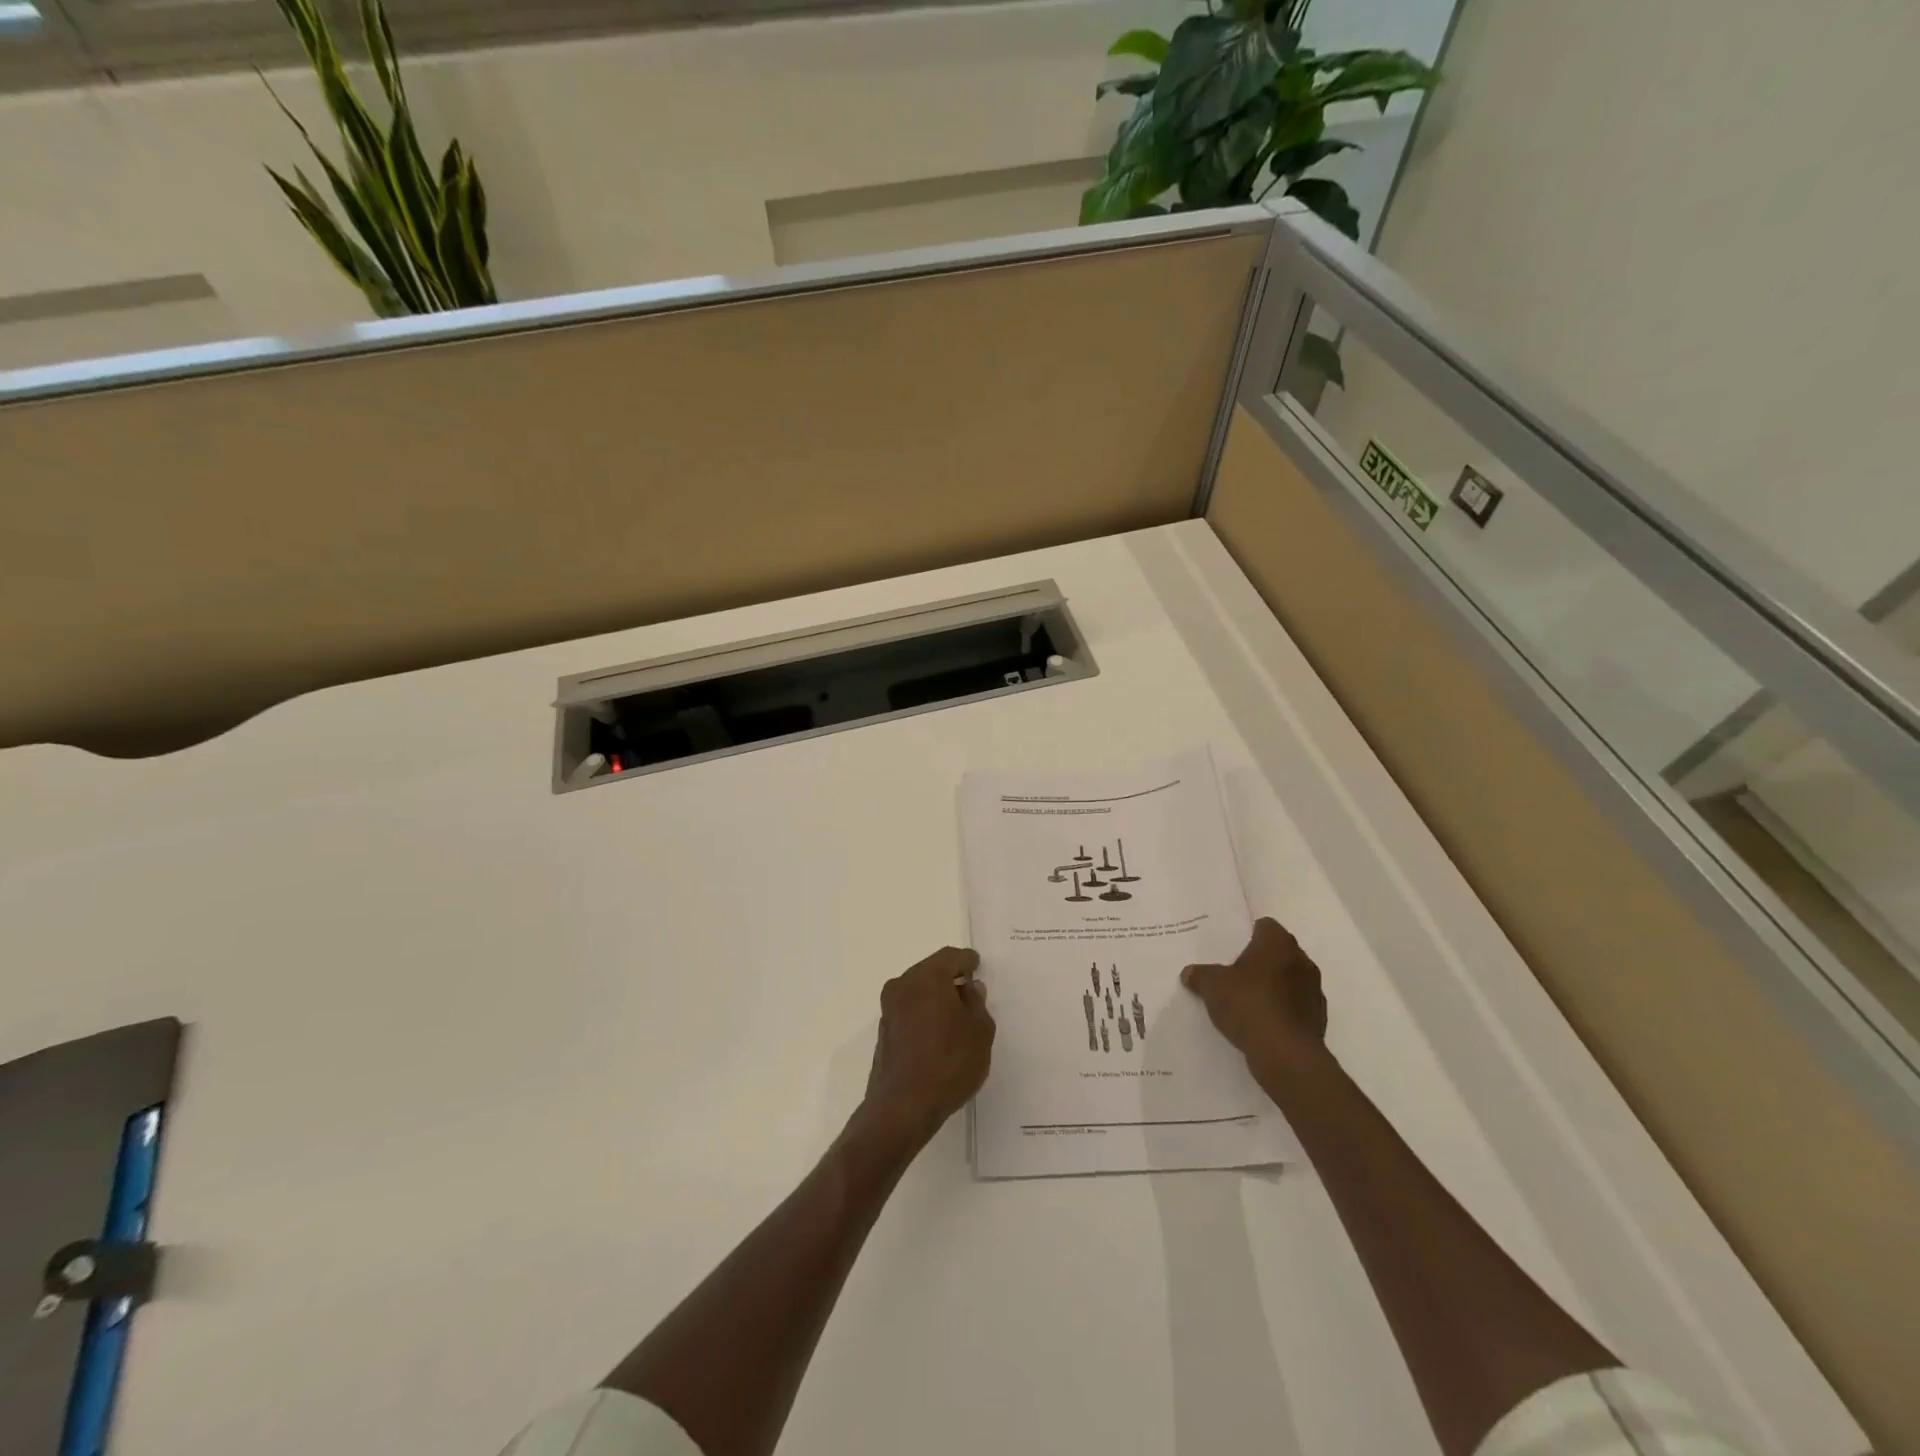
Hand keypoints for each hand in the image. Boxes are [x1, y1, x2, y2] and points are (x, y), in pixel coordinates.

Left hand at [860, 946, 995, 1147]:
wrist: (903, 1106)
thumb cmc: (949, 1063)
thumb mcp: (980, 1031)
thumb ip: (977, 1003)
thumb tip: (969, 988)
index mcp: (927, 977)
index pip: (951, 957)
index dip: (967, 960)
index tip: (977, 965)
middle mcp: (903, 985)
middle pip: (931, 971)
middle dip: (950, 977)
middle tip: (970, 989)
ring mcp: (889, 1009)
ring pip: (918, 990)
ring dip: (935, 996)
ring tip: (957, 1014)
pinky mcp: (884, 1031)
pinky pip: (909, 1010)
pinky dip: (924, 1013)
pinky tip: (938, 1032)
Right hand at [1181, 917, 1328, 1071]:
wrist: (1286, 1054)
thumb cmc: (1248, 1005)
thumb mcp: (1212, 986)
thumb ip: (1200, 975)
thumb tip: (1189, 973)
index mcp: (1277, 943)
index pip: (1265, 925)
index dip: (1248, 933)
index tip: (1231, 947)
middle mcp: (1301, 961)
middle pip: (1279, 952)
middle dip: (1260, 961)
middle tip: (1235, 973)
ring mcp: (1314, 991)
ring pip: (1289, 979)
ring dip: (1273, 986)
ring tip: (1247, 1000)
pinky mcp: (1318, 1019)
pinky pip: (1296, 1006)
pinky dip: (1282, 1010)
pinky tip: (1262, 1023)